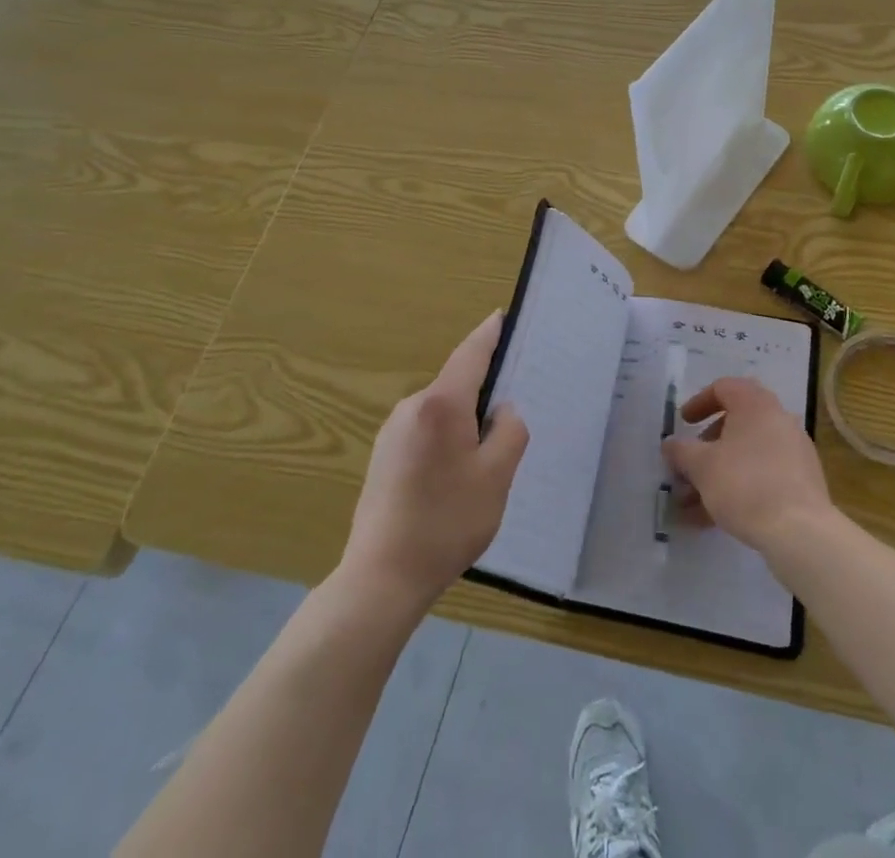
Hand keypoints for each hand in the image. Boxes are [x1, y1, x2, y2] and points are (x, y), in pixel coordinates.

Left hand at [341, 310, 528, 611]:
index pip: (471, 353)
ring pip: (442, 411)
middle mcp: (412, 407)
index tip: (502, 315)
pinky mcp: (383, 457)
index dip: (489, 333)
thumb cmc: (446, 521)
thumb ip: (509, 431)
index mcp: (441, 404)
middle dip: (485, 391)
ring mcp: (392, 432)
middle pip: (457, 384)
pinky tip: (456, 477)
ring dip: (466, 422)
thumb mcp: (497, 476)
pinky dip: (447, 439)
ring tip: (487, 458)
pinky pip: (426, 431)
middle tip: (513, 414)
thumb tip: (500, 411)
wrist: (381, 578)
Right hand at [662, 377, 832, 556]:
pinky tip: (717, 517)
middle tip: (689, 467)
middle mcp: (779, 419)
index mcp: (755, 404)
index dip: (698, 403)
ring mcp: (794, 450)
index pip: (724, 388)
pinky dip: (740, 487)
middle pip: (735, 423)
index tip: (683, 424)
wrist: (800, 532)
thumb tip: (670, 444)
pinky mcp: (802, 481)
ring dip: (719, 472)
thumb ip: (681, 451)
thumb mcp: (702, 466)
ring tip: (693, 504)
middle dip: (706, 446)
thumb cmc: (744, 485)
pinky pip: (763, 474)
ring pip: (747, 454)